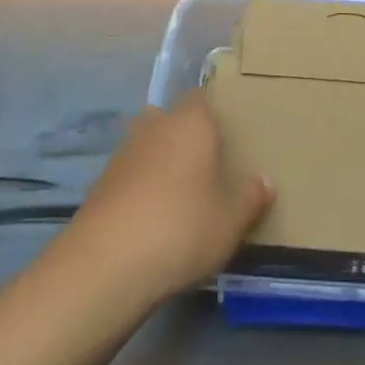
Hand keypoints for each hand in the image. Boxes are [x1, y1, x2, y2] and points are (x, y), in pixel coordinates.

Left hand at [56, 93, 273, 309]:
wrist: (104, 266)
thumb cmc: (181, 229)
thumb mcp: (231, 221)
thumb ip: (251, 197)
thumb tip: (265, 181)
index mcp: (191, 123)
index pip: (201, 98)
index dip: (214, 114)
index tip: (229, 136)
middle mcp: (154, 127)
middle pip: (171, 119)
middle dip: (185, 136)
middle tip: (208, 165)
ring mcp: (122, 155)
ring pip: (148, 146)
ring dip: (161, 162)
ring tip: (182, 194)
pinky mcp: (99, 185)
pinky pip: (130, 174)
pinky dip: (141, 187)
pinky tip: (153, 217)